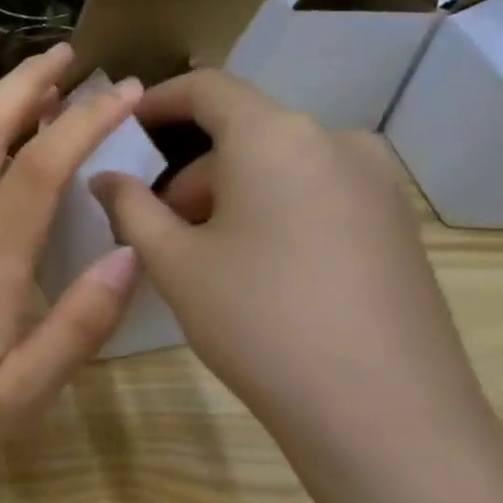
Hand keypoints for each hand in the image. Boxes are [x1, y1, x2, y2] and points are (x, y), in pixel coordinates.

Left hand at [0, 46, 144, 482]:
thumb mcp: (24, 393)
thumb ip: (79, 325)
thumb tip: (129, 254)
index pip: (36, 170)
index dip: (83, 121)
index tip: (125, 90)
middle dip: (25, 82)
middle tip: (69, 53)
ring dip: (0, 106)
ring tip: (44, 88)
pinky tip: (0, 150)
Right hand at [90, 71, 484, 436]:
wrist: (385, 415)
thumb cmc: (259, 321)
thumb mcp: (175, 263)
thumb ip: (130, 207)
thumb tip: (104, 178)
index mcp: (274, 135)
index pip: (207, 87)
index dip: (157, 102)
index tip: (122, 130)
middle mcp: (334, 140)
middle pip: (243, 132)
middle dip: (190, 171)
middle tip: (155, 226)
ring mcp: (376, 181)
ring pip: (280, 166)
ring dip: (230, 194)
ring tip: (204, 257)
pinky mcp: (398, 223)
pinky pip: (317, 193)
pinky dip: (274, 211)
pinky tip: (260, 271)